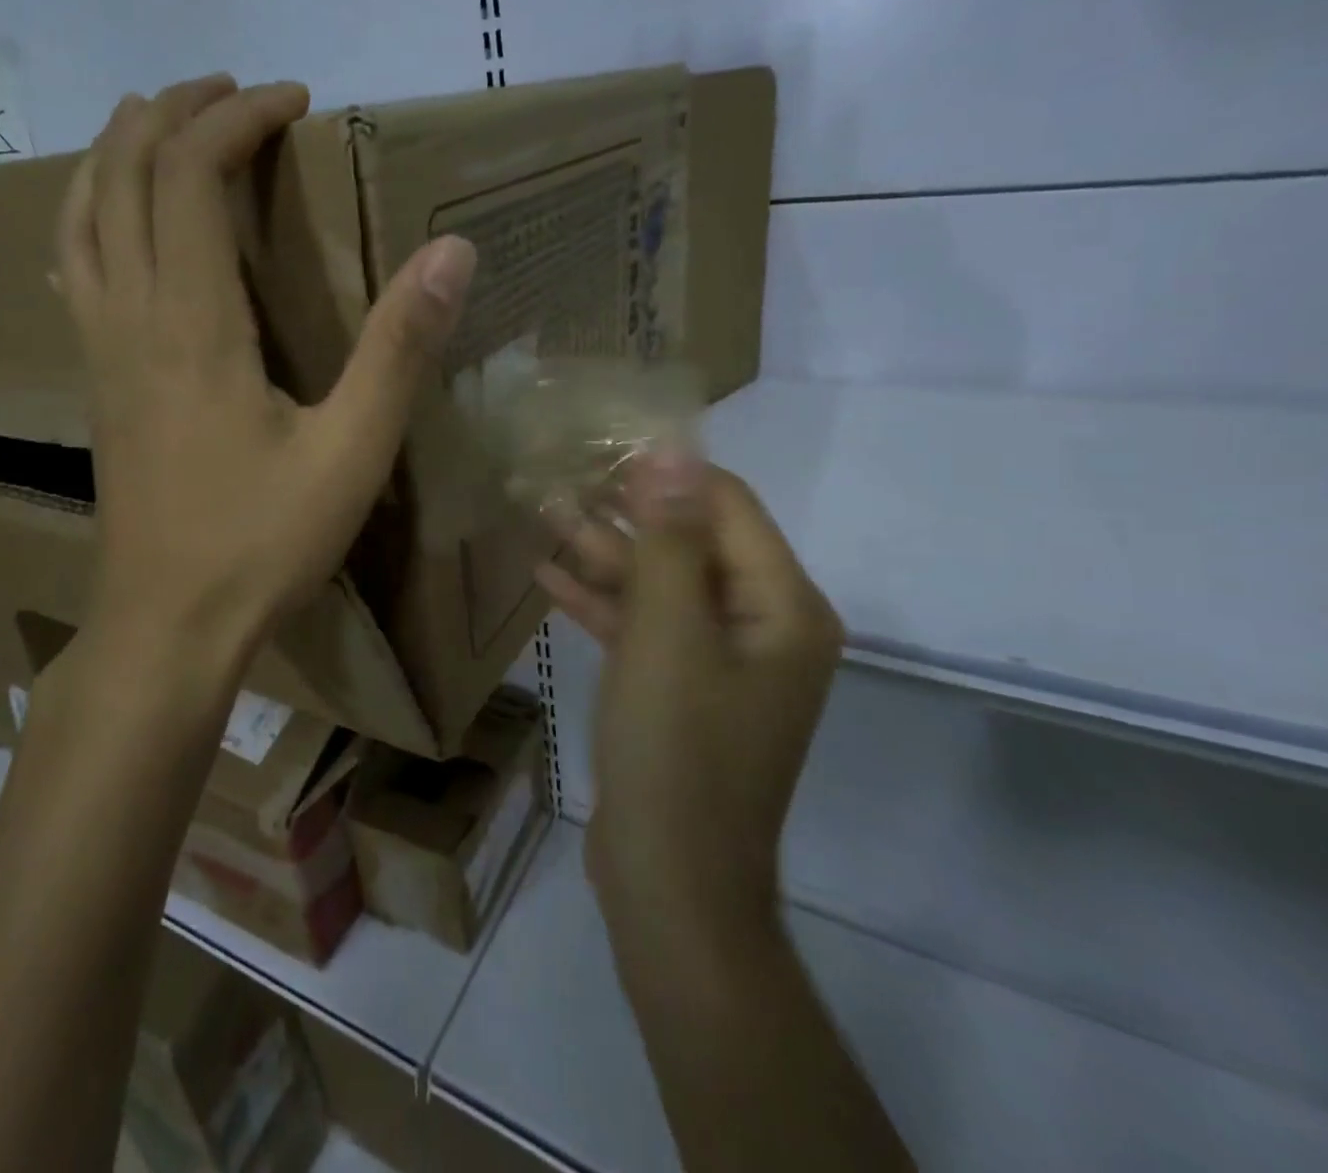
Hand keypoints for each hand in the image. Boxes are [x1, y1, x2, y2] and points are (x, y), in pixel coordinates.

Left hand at [57, 75, 477, 678]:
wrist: (167, 627)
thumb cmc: (261, 544)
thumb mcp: (351, 453)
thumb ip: (399, 350)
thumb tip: (453, 251)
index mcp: (192, 322)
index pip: (189, 174)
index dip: (235, 118)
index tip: (292, 101)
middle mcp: (129, 317)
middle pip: (121, 174)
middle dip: (169, 112)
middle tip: (227, 93)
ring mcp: (99, 352)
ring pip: (81, 217)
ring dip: (116, 154)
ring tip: (159, 126)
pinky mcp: (96, 386)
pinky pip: (77, 271)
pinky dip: (93, 218)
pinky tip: (117, 226)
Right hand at [537, 451, 842, 920]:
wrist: (671, 882)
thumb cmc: (676, 750)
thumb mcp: (668, 634)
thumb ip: (672, 541)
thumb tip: (674, 452)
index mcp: (782, 607)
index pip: (728, 507)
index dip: (668, 472)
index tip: (605, 444)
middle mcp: (762, 626)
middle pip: (693, 543)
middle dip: (627, 511)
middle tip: (563, 475)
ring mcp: (721, 662)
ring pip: (662, 585)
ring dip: (606, 552)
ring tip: (544, 511)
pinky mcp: (682, 691)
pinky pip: (646, 628)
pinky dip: (603, 602)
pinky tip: (548, 576)